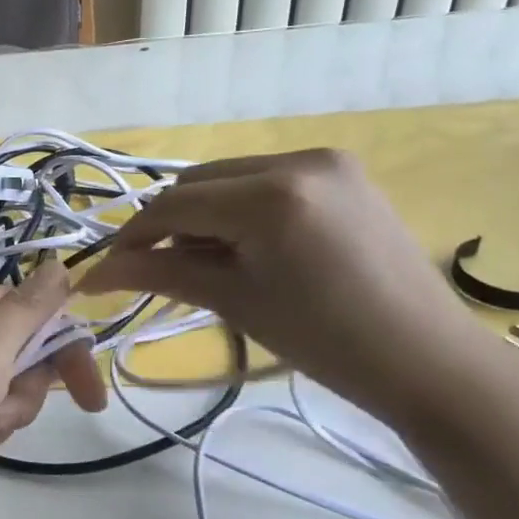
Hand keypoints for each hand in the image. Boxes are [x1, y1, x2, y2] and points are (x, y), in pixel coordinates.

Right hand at [77, 149, 495, 429]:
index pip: (174, 206)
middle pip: (197, 183)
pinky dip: (238, 209)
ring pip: (228, 178)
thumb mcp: (233, 301)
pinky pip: (264, 181)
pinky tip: (241, 246)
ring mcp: (326, 161)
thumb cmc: (324, 340)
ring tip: (201, 263)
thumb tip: (92, 275)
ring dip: (201, 215)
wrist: (425, 359)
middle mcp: (297, 159)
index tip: (103, 273)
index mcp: (271, 195)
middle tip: (153, 271)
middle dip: (166, 225)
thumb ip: (159, 274)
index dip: (131, 239)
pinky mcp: (343, 173)